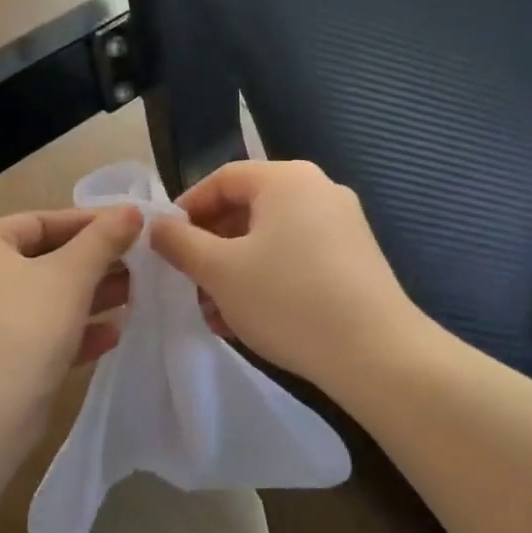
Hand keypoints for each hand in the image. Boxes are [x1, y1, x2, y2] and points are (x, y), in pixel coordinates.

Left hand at [0, 206, 143, 430]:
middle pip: (45, 259)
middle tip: (141, 263)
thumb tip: (132, 210)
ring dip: (91, 296)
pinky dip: (74, 331)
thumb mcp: (69, 276)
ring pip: (47, 298)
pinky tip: (113, 335)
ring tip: (137, 295)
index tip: (133, 227)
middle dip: (95, 263)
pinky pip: (41, 333)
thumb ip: (103, 240)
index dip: (89, 222)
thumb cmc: (22, 329)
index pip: (41, 221)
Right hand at [149, 160, 426, 388]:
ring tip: (214, 311)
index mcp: (287, 179)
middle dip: (211, 247)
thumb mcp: (220, 271)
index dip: (187, 208)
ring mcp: (343, 225)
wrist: (375, 353)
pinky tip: (249, 319)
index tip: (165, 243)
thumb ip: (180, 243)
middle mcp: (319, 190)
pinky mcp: (355, 259)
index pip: (223, 179)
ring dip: (235, 269)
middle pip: (248, 209)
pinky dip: (267, 279)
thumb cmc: (287, 299)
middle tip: (188, 281)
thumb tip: (156, 225)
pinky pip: (297, 257)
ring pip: (271, 239)